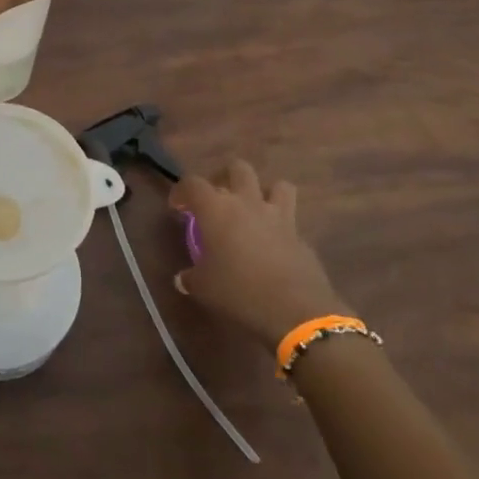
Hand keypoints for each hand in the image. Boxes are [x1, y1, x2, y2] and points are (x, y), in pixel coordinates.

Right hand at [171, 160, 348, 348]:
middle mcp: (247, 202)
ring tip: (254, 210)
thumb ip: (191, 278)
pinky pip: (290, 220)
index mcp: (217, 208)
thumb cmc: (239, 291)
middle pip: (238, 168)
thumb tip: (183, 278)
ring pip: (277, 185)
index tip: (178, 206)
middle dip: (225, 177)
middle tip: (217, 198)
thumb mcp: (204, 288)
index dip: (182, 190)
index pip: (193, 183)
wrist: (295, 310)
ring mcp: (278, 216)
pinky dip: (281, 226)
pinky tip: (273, 245)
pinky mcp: (301, 236)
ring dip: (264, 192)